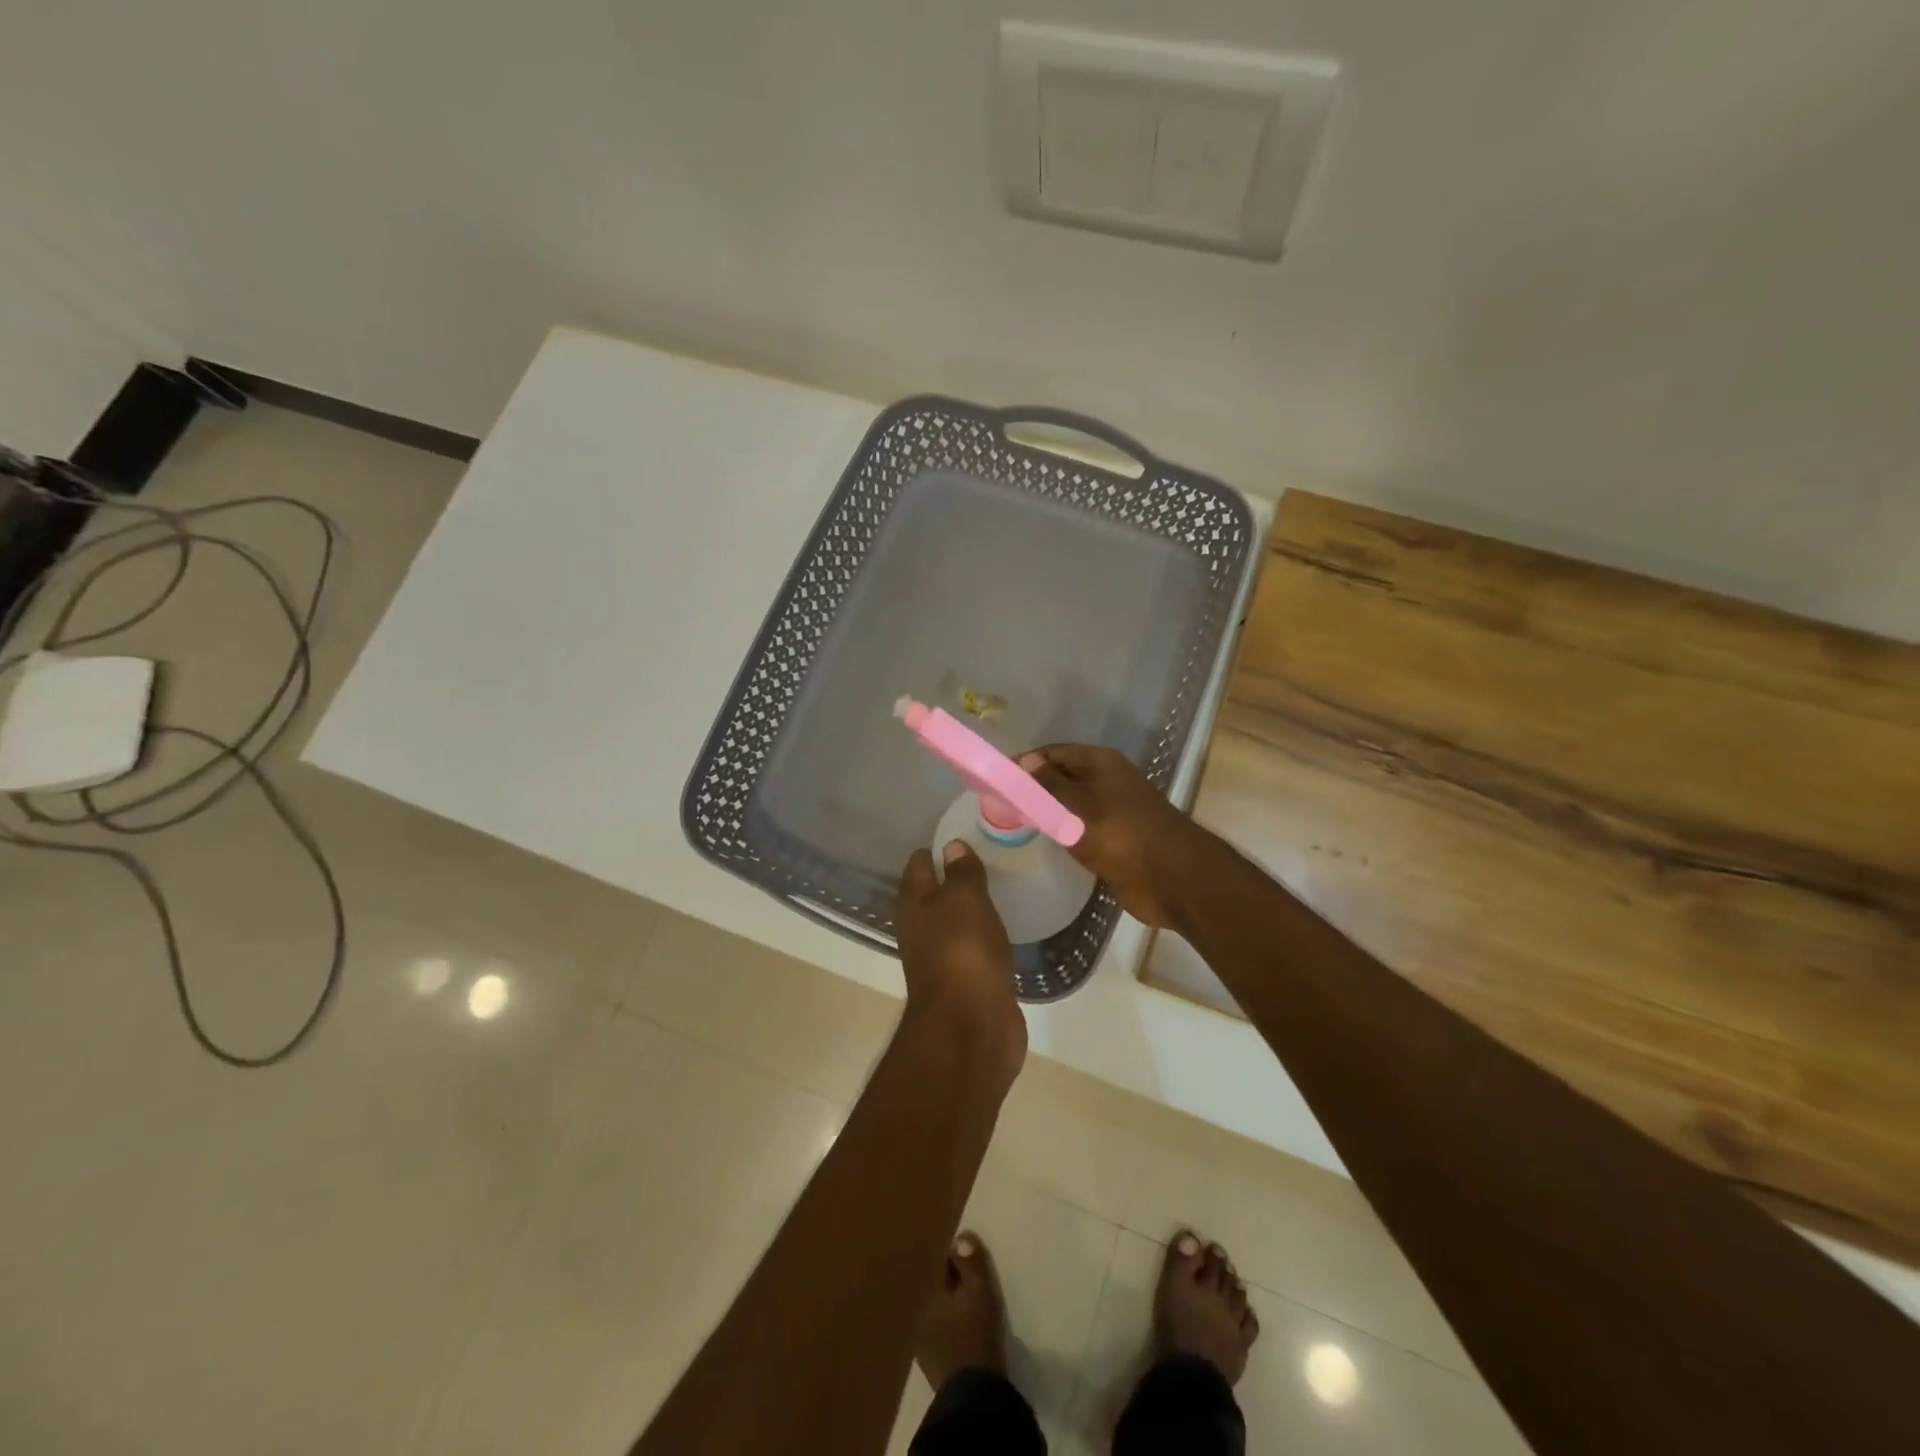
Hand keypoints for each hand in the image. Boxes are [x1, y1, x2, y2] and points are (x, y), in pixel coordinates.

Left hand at [896, 841, 1025, 1081]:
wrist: (971, 1028)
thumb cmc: (963, 953)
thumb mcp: (964, 901)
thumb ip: (961, 873)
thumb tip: (952, 847)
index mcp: (913, 905)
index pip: (918, 865)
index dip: (936, 848)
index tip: (963, 832)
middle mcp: (921, 930)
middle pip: (935, 894)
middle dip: (956, 876)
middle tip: (988, 854)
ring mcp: (944, 958)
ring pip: (957, 922)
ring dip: (972, 907)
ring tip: (1000, 884)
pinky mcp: (969, 981)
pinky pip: (976, 948)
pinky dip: (987, 935)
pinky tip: (1006, 926)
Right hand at [1019, 744, 1213, 929]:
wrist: (1171, 878)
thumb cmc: (1120, 834)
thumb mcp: (1077, 805)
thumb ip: (1049, 784)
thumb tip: (1027, 761)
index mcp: (1101, 762)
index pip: (1054, 752)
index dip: (1026, 763)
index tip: (997, 780)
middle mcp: (1107, 780)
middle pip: (1062, 776)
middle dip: (1034, 787)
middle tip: (1001, 804)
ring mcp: (1113, 809)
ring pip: (1072, 804)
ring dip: (1048, 811)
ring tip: (1016, 823)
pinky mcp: (1116, 838)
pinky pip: (1082, 827)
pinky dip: (1064, 831)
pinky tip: (1046, 840)